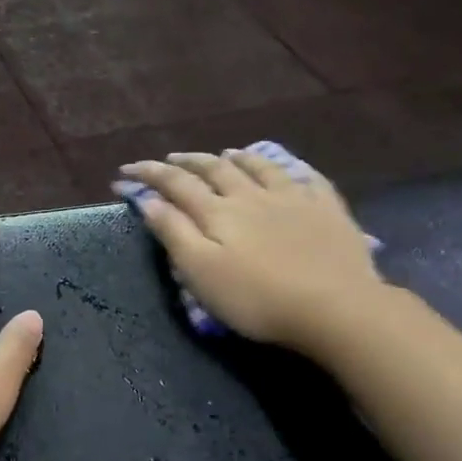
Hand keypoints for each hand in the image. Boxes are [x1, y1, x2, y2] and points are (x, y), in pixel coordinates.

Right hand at [117, 151, 387, 352]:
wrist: (335, 307)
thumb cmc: (257, 298)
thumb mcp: (201, 272)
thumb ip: (174, 233)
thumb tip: (149, 201)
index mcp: (219, 212)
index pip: (176, 184)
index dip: (149, 174)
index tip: (126, 170)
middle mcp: (253, 195)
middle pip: (216, 170)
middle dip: (189, 162)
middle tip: (172, 158)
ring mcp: (294, 199)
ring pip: (261, 167)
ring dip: (238, 158)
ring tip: (226, 152)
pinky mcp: (328, 211)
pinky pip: (309, 179)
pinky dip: (292, 169)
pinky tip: (291, 169)